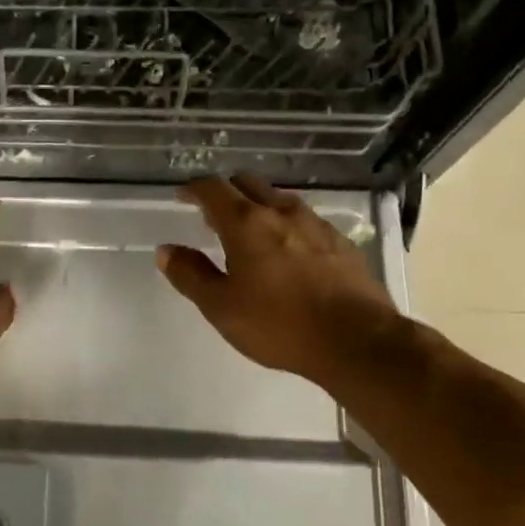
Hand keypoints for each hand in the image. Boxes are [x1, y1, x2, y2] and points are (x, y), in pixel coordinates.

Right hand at [157, 175, 400, 382]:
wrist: (357, 342)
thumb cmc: (279, 325)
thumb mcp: (221, 307)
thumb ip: (191, 274)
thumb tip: (166, 250)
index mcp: (246, 223)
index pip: (213, 188)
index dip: (193, 189)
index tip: (182, 197)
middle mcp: (281, 213)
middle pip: (248, 184)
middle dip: (226, 192)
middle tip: (213, 215)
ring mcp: (316, 225)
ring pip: (279, 199)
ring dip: (258, 206)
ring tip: (249, 232)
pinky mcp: (341, 243)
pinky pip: (306, 220)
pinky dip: (287, 225)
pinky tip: (288, 251)